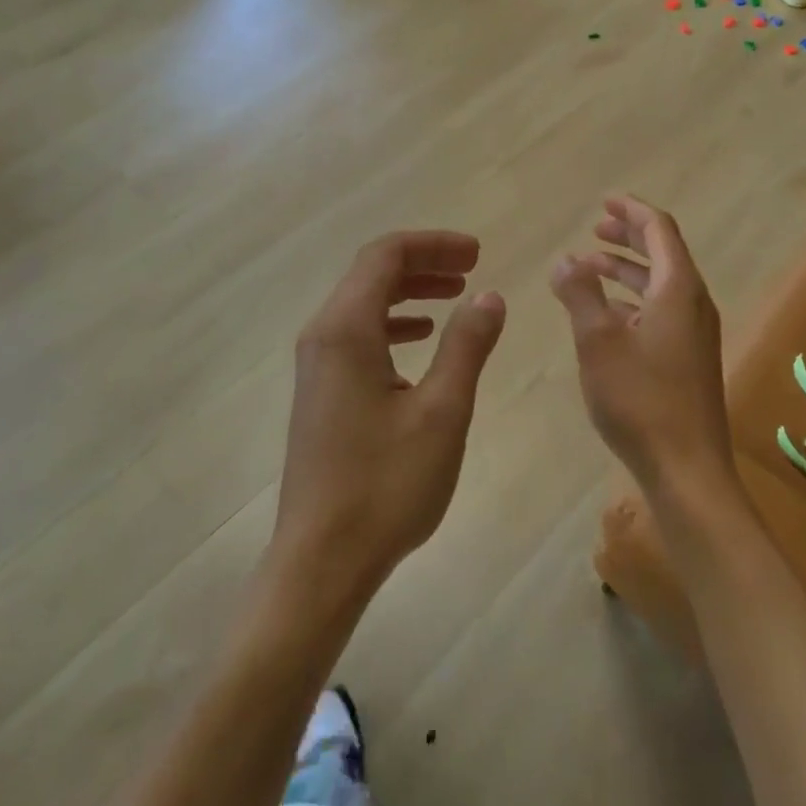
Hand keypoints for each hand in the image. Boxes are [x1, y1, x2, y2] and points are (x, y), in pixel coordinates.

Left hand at [272, 232, 506, 612]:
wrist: (321, 560)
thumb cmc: (385, 485)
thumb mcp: (442, 412)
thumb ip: (466, 346)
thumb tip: (489, 296)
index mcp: (346, 330)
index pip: (385, 256)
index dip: (433, 244)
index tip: (477, 253)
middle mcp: (322, 336)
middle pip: (371, 274)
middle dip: (423, 263)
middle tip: (472, 268)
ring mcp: (316, 365)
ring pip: (363, 304)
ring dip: (409, 291)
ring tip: (455, 295)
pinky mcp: (320, 391)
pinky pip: (357, 335)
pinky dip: (392, 324)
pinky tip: (421, 340)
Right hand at [551, 196, 736, 506]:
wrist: (686, 468)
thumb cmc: (640, 398)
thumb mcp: (597, 340)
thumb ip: (579, 294)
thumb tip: (564, 259)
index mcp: (678, 290)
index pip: (660, 230)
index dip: (632, 210)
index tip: (605, 200)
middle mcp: (693, 304)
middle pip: (663, 253)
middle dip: (628, 237)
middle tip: (595, 228)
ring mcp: (694, 334)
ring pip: (661, 285)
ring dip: (627, 270)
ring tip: (590, 267)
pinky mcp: (688, 359)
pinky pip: (661, 311)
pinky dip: (633, 300)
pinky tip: (607, 314)